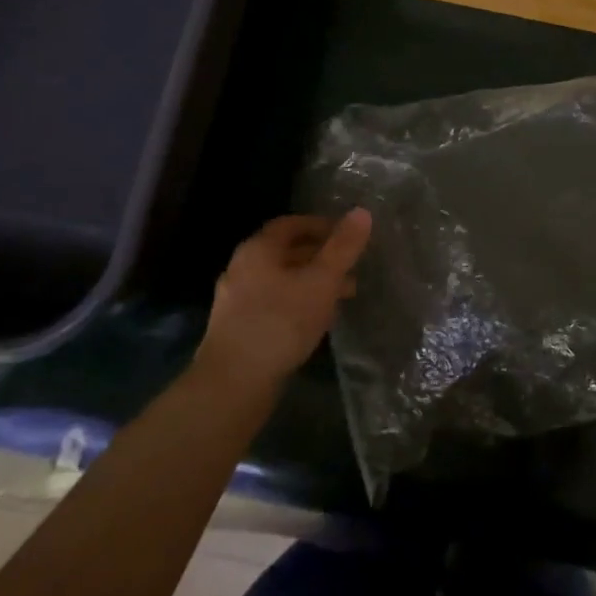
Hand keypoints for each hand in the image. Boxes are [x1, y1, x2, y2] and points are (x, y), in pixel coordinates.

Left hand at [196, 210, 372, 390]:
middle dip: (322, 257)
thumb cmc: (281, 322)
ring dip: (313, 282)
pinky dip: (299, 302)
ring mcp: (236, 301)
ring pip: (282, 280)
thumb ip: (343, 247)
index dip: (321, 225)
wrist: (233, 384)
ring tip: (345, 296)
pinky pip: (274, 303)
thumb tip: (362, 211)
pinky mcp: (238, 329)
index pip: (291, 224)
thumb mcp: (321, 281)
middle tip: (353, 267)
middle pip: (287, 252)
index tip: (348, 235)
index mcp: (258, 250)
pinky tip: (319, 321)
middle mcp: (242, 268)